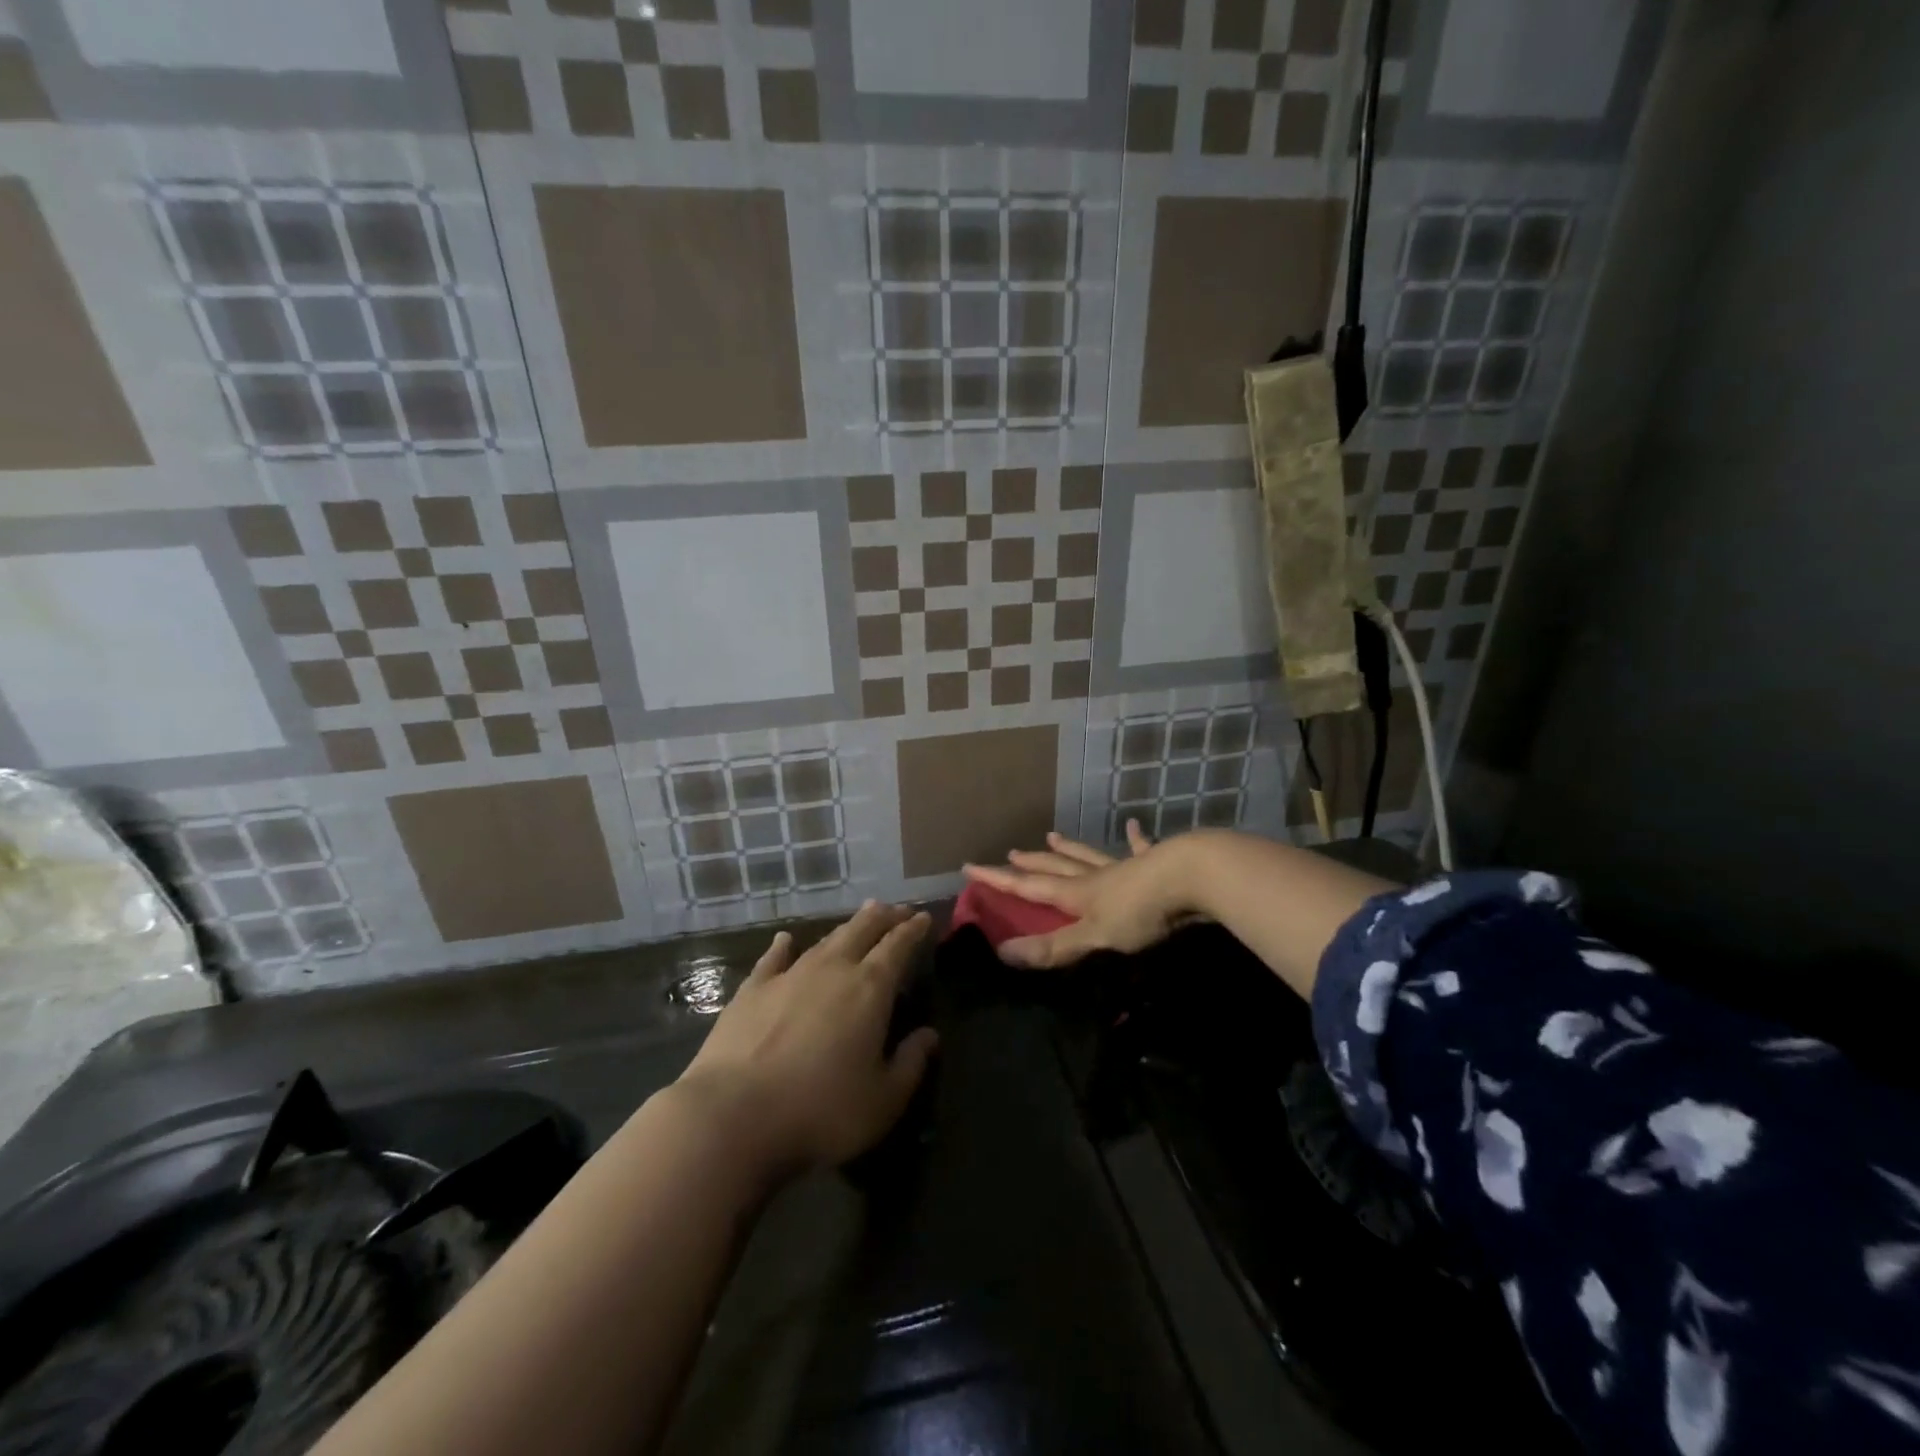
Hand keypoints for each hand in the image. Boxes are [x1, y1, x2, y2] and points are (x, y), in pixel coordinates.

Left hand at [675, 902, 938, 1177]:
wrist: (733, 1115)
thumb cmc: (820, 1111)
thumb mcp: (883, 1100)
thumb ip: (911, 1064)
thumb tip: (930, 1036)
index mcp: (870, 989)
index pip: (898, 947)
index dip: (913, 930)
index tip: (924, 917)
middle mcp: (832, 970)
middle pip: (863, 931)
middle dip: (883, 917)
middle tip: (897, 910)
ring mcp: (788, 975)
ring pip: (825, 940)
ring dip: (847, 927)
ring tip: (861, 918)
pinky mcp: (752, 990)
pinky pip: (773, 959)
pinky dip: (783, 946)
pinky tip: (785, 940)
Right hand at [961, 823, 1194, 968]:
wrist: (1194, 877)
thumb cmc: (1142, 911)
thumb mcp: (1095, 937)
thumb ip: (1054, 947)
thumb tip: (1002, 953)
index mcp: (1078, 894)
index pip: (1029, 886)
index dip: (999, 879)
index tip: (970, 866)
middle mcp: (1096, 877)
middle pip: (1057, 867)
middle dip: (1032, 863)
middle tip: (1012, 853)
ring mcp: (1125, 868)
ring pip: (1089, 856)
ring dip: (1070, 848)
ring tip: (1053, 836)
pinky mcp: (1156, 864)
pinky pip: (1140, 849)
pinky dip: (1135, 839)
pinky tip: (1134, 826)